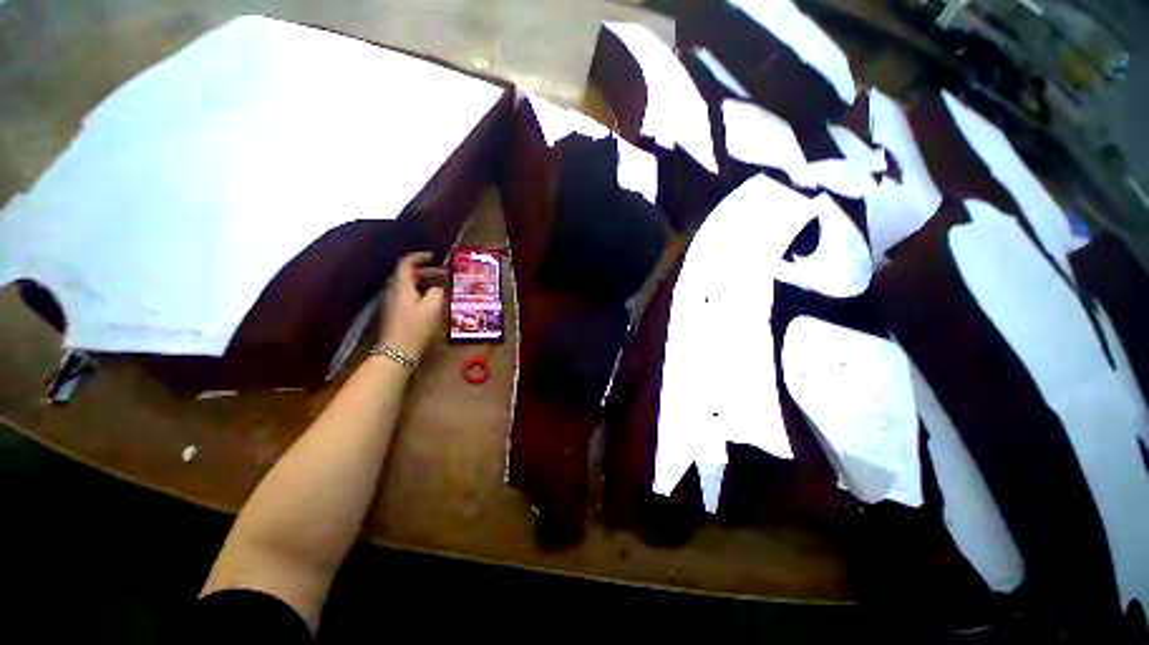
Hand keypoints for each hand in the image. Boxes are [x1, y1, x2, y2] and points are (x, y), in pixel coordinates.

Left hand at [379, 252, 444, 359]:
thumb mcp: (433, 307)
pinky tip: (433, 300)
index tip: (434, 257)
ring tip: (441, 286)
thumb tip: (438, 287)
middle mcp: (394, 291)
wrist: (397, 351)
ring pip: (409, 285)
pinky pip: (408, 295)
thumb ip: (437, 292)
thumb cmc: (416, 326)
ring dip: (425, 282)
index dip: (419, 257)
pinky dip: (421, 292)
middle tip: (444, 274)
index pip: (406, 263)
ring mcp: (393, 302)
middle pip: (408, 274)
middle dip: (427, 271)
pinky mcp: (396, 313)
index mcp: (402, 286)